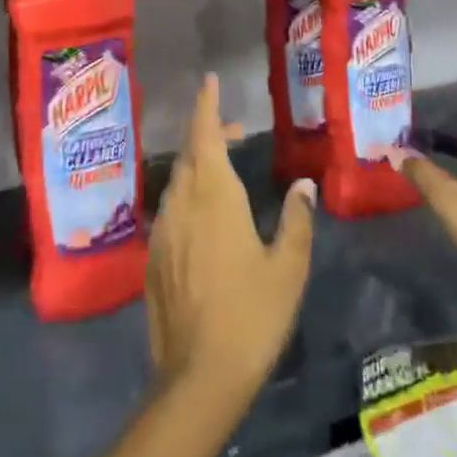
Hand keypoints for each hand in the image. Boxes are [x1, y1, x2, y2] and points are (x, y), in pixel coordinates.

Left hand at [147, 75, 315, 410]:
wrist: (198, 376)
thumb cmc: (252, 315)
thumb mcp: (288, 268)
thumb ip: (296, 220)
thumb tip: (303, 184)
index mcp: (214, 197)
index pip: (205, 136)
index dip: (207, 106)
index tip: (210, 81)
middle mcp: (182, 204)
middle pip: (191, 154)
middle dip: (209, 134)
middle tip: (235, 132)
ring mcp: (163, 231)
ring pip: (178, 181)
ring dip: (198, 165)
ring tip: (224, 170)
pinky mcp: (153, 257)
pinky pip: (171, 210)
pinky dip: (188, 196)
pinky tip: (205, 217)